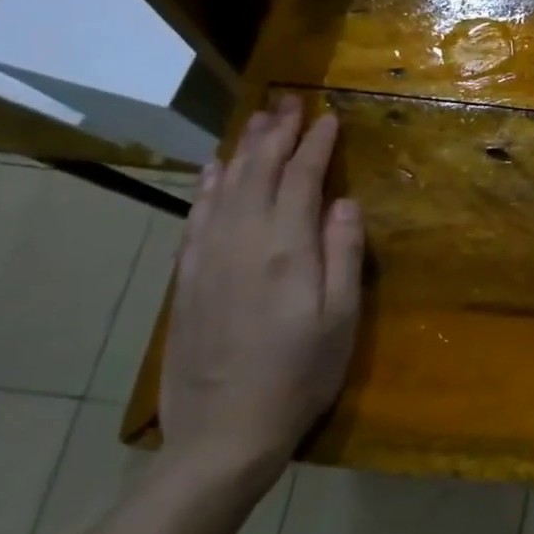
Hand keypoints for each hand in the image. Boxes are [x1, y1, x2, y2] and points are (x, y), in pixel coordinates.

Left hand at [160, 96, 363, 486]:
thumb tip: (344, 202)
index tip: (329, 117)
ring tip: (258, 121)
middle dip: (276, 134)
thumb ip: (343, 254)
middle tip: (290, 102)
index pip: (300, 180)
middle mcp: (241, 243)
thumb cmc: (301, 374)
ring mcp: (208, 259)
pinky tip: (215, 170)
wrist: (225, 431)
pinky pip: (198, 216)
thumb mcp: (341, 318)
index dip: (315, 145)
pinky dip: (208, 185)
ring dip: (243, 149)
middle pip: (258, 173)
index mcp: (286, 250)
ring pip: (225, 188)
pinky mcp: (189, 278)